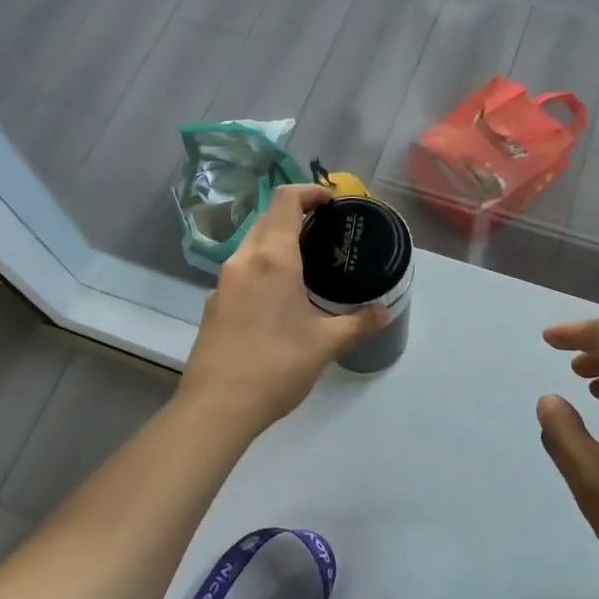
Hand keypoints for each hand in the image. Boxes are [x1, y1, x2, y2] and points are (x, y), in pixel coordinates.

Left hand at [178, 185, 385, 439]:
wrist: (216, 407)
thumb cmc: (276, 366)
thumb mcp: (325, 344)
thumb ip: (358, 323)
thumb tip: (385, 312)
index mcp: (272, 258)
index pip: (285, 200)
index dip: (309, 191)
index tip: (332, 203)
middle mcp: (244, 260)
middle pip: (267, 218)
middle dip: (295, 215)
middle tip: (325, 231)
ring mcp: (223, 281)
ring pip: (250, 243)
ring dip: (276, 240)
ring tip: (306, 262)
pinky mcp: (212, 303)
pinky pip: (240, 269)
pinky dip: (261, 266)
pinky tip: (278, 296)